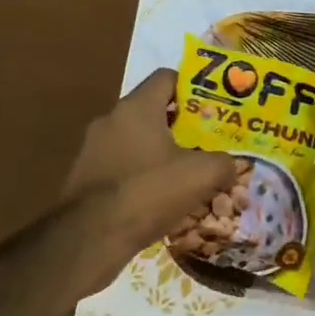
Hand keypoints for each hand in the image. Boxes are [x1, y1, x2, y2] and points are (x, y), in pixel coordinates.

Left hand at [60, 69, 234, 252]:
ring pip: (135, 139)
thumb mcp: (201, 175)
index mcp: (137, 107)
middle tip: (205, 139)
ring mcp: (92, 148)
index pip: (166, 77)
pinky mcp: (84, 177)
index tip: (212, 105)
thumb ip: (223, 162)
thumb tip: (230, 165)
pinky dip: (140, 173)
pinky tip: (157, 196)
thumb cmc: (148, 191)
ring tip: (184, 171)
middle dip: (179, 123)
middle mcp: (110, 119)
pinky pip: (120, 165)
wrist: (90, 238)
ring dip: (158, 150)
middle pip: (151, 109)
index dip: (192, 87)